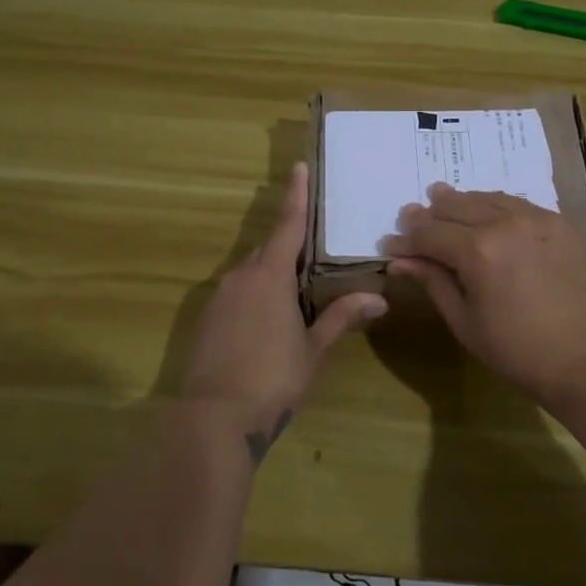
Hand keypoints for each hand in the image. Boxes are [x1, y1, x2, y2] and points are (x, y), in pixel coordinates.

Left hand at [183, 163, 385, 461]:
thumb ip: (342, 317)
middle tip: (315, 252)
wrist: (214, 417)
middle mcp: (241, 276)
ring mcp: (219, 297)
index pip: (288, 226)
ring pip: (251, 273)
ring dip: (272, 275)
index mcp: (271, 276)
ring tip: (296, 293)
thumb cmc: (273, 378)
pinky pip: (236, 293)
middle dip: (290, 246)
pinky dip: (254, 295)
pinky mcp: (207, 318)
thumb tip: (379, 298)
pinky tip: (266, 321)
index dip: (295, 196)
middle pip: (269, 250)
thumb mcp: (313, 348)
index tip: (298, 168)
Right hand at [385, 185, 585, 407]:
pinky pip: (520, 204)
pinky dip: (496, 205)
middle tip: (411, 214)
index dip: (405, 240)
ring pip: (489, 198)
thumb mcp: (464, 320)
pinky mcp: (561, 225)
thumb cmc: (516, 350)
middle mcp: (505, 224)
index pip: (429, 234)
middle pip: (457, 207)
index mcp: (477, 250)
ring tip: (443, 198)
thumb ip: (433, 281)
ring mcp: (538, 219)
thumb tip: (401, 260)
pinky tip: (488, 210)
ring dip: (462, 201)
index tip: (389, 243)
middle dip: (430, 213)